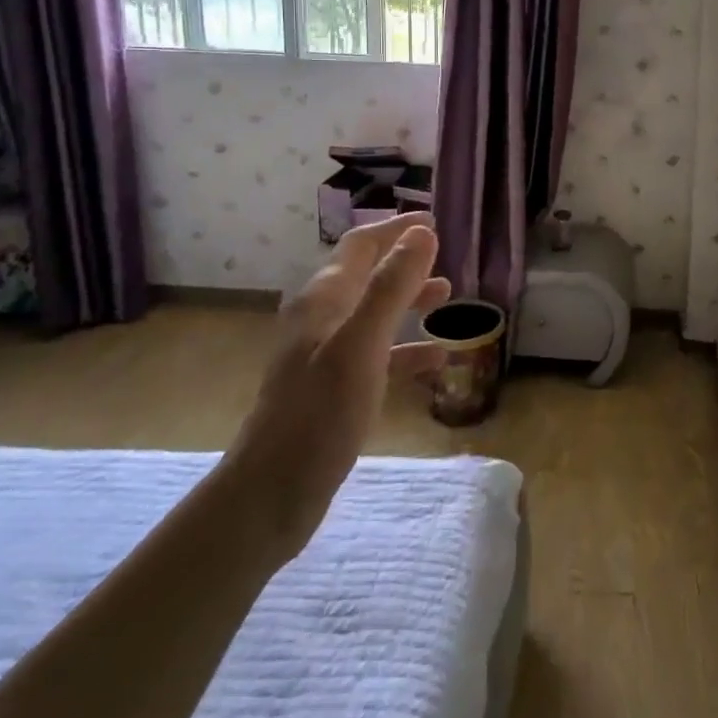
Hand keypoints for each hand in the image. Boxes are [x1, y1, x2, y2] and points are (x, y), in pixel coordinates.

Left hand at [217, 215, 451, 561]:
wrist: (271, 494)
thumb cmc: (318, 413)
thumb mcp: (361, 344)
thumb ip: (392, 286)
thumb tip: (422, 233)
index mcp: (324, 299)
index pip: (361, 245)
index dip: (396, 229)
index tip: (433, 222)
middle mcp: (322, 320)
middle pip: (367, 275)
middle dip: (405, 262)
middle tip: (444, 256)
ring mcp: (326, 357)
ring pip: (374, 314)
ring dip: (408, 300)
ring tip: (446, 296)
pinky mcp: (334, 390)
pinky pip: (377, 356)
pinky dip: (406, 349)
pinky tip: (436, 359)